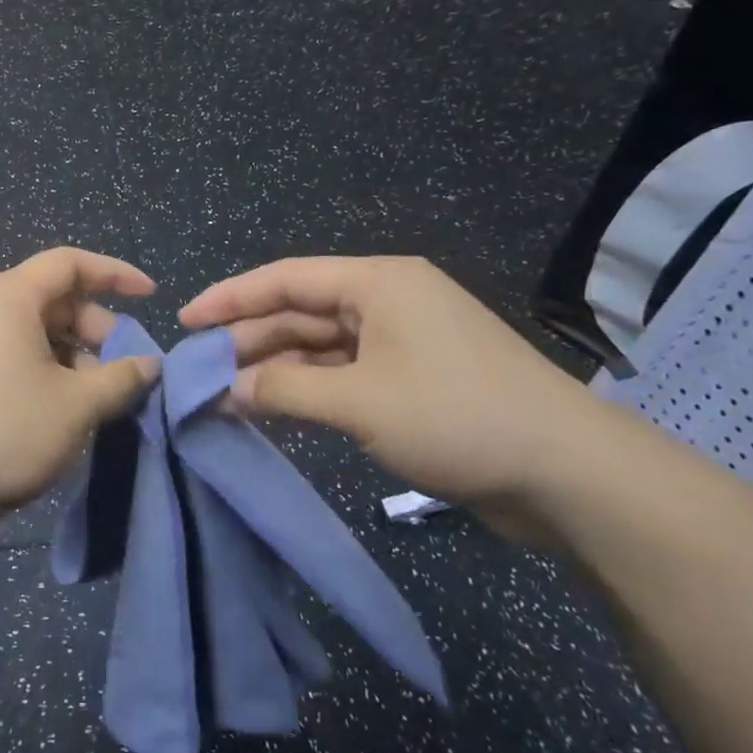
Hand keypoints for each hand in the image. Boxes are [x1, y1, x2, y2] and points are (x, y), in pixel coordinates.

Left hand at [0, 248, 161, 528]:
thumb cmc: (8, 429)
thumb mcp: (78, 404)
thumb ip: (122, 377)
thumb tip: (151, 365)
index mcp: (10, 297)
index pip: (70, 263)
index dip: (115, 274)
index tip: (151, 296)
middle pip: (57, 299)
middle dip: (99, 329)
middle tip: (125, 368)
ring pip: (40, 333)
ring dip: (78, 358)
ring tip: (101, 399)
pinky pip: (20, 357)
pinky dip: (52, 373)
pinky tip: (69, 411)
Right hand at [180, 257, 610, 518]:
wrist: (567, 474)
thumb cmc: (456, 416)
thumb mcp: (358, 401)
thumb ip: (283, 389)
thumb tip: (225, 389)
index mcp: (378, 282)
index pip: (286, 278)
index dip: (229, 298)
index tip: (185, 321)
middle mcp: (387, 301)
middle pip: (300, 312)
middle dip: (249, 341)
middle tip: (198, 372)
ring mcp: (401, 341)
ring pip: (319, 346)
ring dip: (275, 370)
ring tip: (225, 396)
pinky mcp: (412, 380)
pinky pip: (343, 374)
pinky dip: (307, 390)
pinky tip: (273, 409)